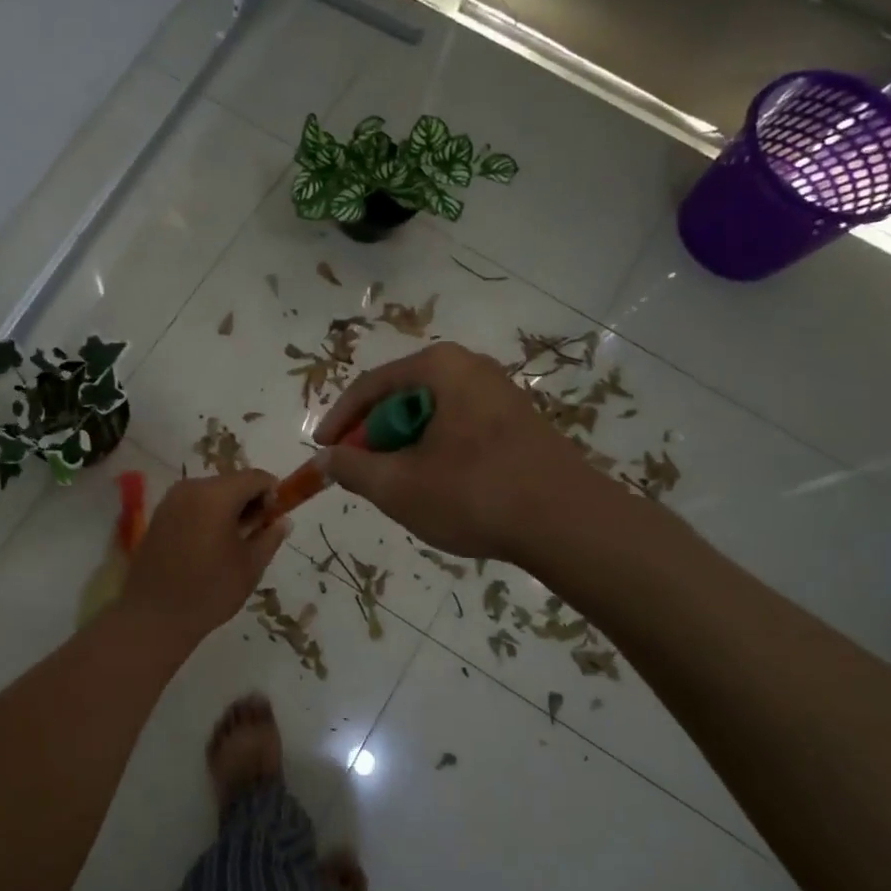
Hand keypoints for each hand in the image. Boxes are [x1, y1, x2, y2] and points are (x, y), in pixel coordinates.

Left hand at [120, 470, 288, 646]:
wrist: (153, 617)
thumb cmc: (209, 592)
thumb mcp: (250, 566)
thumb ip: (270, 537)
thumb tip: (284, 520)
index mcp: (216, 495)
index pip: (255, 477)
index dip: (272, 493)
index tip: (275, 519)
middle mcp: (191, 488)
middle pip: (232, 482)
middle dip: (249, 501)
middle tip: (256, 534)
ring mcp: (171, 500)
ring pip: (211, 492)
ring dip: (228, 508)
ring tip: (233, 543)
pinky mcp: (159, 515)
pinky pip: (193, 504)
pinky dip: (208, 515)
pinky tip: (210, 546)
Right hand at [314, 342, 616, 564]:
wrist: (569, 522)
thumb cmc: (474, 493)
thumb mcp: (398, 486)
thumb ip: (352, 468)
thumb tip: (327, 459)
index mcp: (440, 368)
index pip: (370, 386)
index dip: (339, 420)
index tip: (321, 451)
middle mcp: (471, 368)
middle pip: (402, 398)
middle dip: (374, 437)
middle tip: (361, 473)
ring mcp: (500, 394)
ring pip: (431, 416)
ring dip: (405, 448)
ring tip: (398, 485)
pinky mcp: (519, 422)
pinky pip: (460, 428)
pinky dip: (436, 452)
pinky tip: (439, 487)